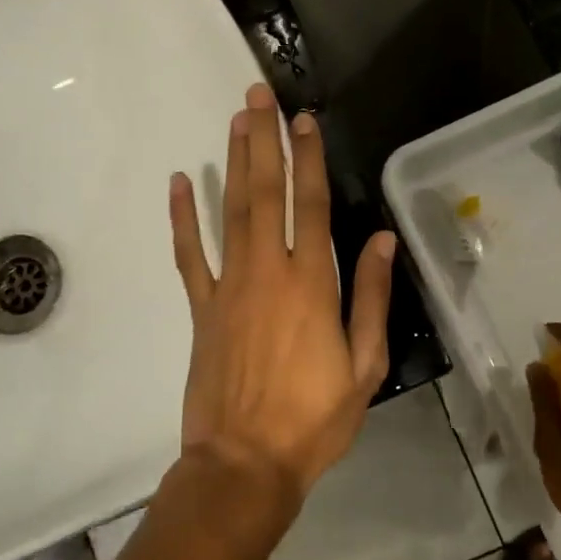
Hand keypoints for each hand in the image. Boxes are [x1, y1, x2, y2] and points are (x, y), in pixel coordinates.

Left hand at [169, 83, 394, 517]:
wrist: (245, 463)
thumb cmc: (314, 419)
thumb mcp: (365, 365)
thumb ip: (369, 297)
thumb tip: (381, 240)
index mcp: (312, 284)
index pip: (311, 204)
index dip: (308, 158)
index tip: (304, 119)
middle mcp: (268, 272)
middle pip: (266, 193)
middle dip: (265, 140)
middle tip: (258, 95)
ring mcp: (228, 287)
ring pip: (230, 212)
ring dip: (233, 163)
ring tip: (234, 120)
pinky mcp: (201, 309)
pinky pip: (189, 255)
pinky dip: (183, 218)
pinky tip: (179, 183)